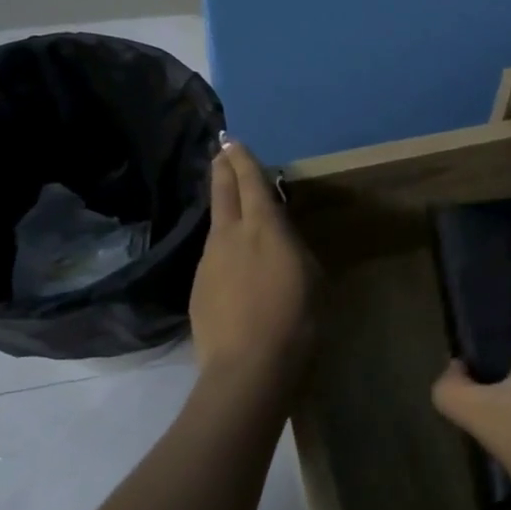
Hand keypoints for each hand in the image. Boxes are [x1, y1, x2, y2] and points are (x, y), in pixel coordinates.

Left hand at [189, 140, 313, 389]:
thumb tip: (281, 240)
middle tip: (220, 151)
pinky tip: (231, 264)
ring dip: (222, 210)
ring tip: (229, 205)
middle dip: (222, 169)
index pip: (251, 183)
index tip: (233, 141)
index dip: (243, 160)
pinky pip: (212, 257)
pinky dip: (222, 249)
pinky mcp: (198, 289)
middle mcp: (230, 236)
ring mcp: (209, 262)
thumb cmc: (296, 319)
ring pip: (215, 225)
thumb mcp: (311, 277)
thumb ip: (293, 249)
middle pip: (223, 193)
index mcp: (265, 228)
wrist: (249, 368)